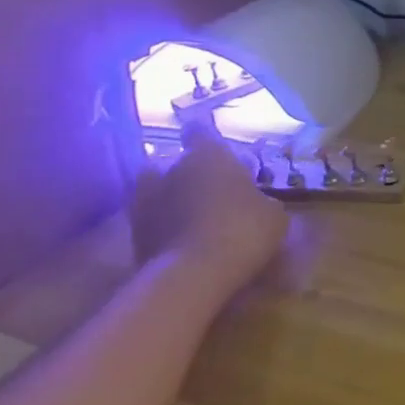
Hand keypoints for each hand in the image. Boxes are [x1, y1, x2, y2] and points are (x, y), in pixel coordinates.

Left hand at [130, 127, 286, 288]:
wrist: (192, 276)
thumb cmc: (243, 230)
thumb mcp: (274, 214)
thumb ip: (261, 199)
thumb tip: (257, 201)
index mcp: (206, 153)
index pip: (200, 128)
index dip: (208, 135)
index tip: (220, 148)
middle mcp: (168, 165)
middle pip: (174, 158)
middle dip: (189, 170)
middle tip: (211, 187)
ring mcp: (143, 197)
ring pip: (158, 187)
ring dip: (173, 196)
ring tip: (195, 214)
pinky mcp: (131, 230)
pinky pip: (152, 216)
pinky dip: (164, 222)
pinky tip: (185, 238)